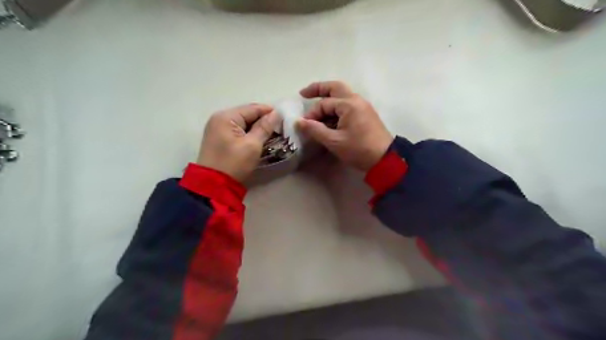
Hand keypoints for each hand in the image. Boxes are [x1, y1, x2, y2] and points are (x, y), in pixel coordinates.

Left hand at [198, 103, 280, 181]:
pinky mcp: (218, 138)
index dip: (269, 112)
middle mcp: (219, 118)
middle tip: (279, 127)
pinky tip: (258, 138)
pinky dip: (248, 133)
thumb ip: (264, 127)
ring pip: (242, 122)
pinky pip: (237, 130)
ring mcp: (217, 128)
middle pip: (246, 114)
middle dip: (263, 120)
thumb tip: (276, 114)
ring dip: (256, 127)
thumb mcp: (252, 145)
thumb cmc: (234, 163)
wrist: (214, 185)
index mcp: (226, 117)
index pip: (252, 108)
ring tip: (271, 133)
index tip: (284, 118)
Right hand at [298, 81, 392, 170]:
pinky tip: (329, 118)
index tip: (304, 126)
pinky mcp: (365, 114)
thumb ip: (315, 130)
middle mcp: (356, 100)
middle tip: (303, 93)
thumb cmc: (359, 149)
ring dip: (328, 98)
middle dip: (318, 89)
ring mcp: (362, 106)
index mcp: (349, 104)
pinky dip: (336, 108)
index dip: (312, 114)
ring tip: (315, 109)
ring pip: (342, 95)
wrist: (385, 159)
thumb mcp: (334, 141)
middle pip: (335, 87)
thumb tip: (298, 122)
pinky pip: (347, 105)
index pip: (324, 104)